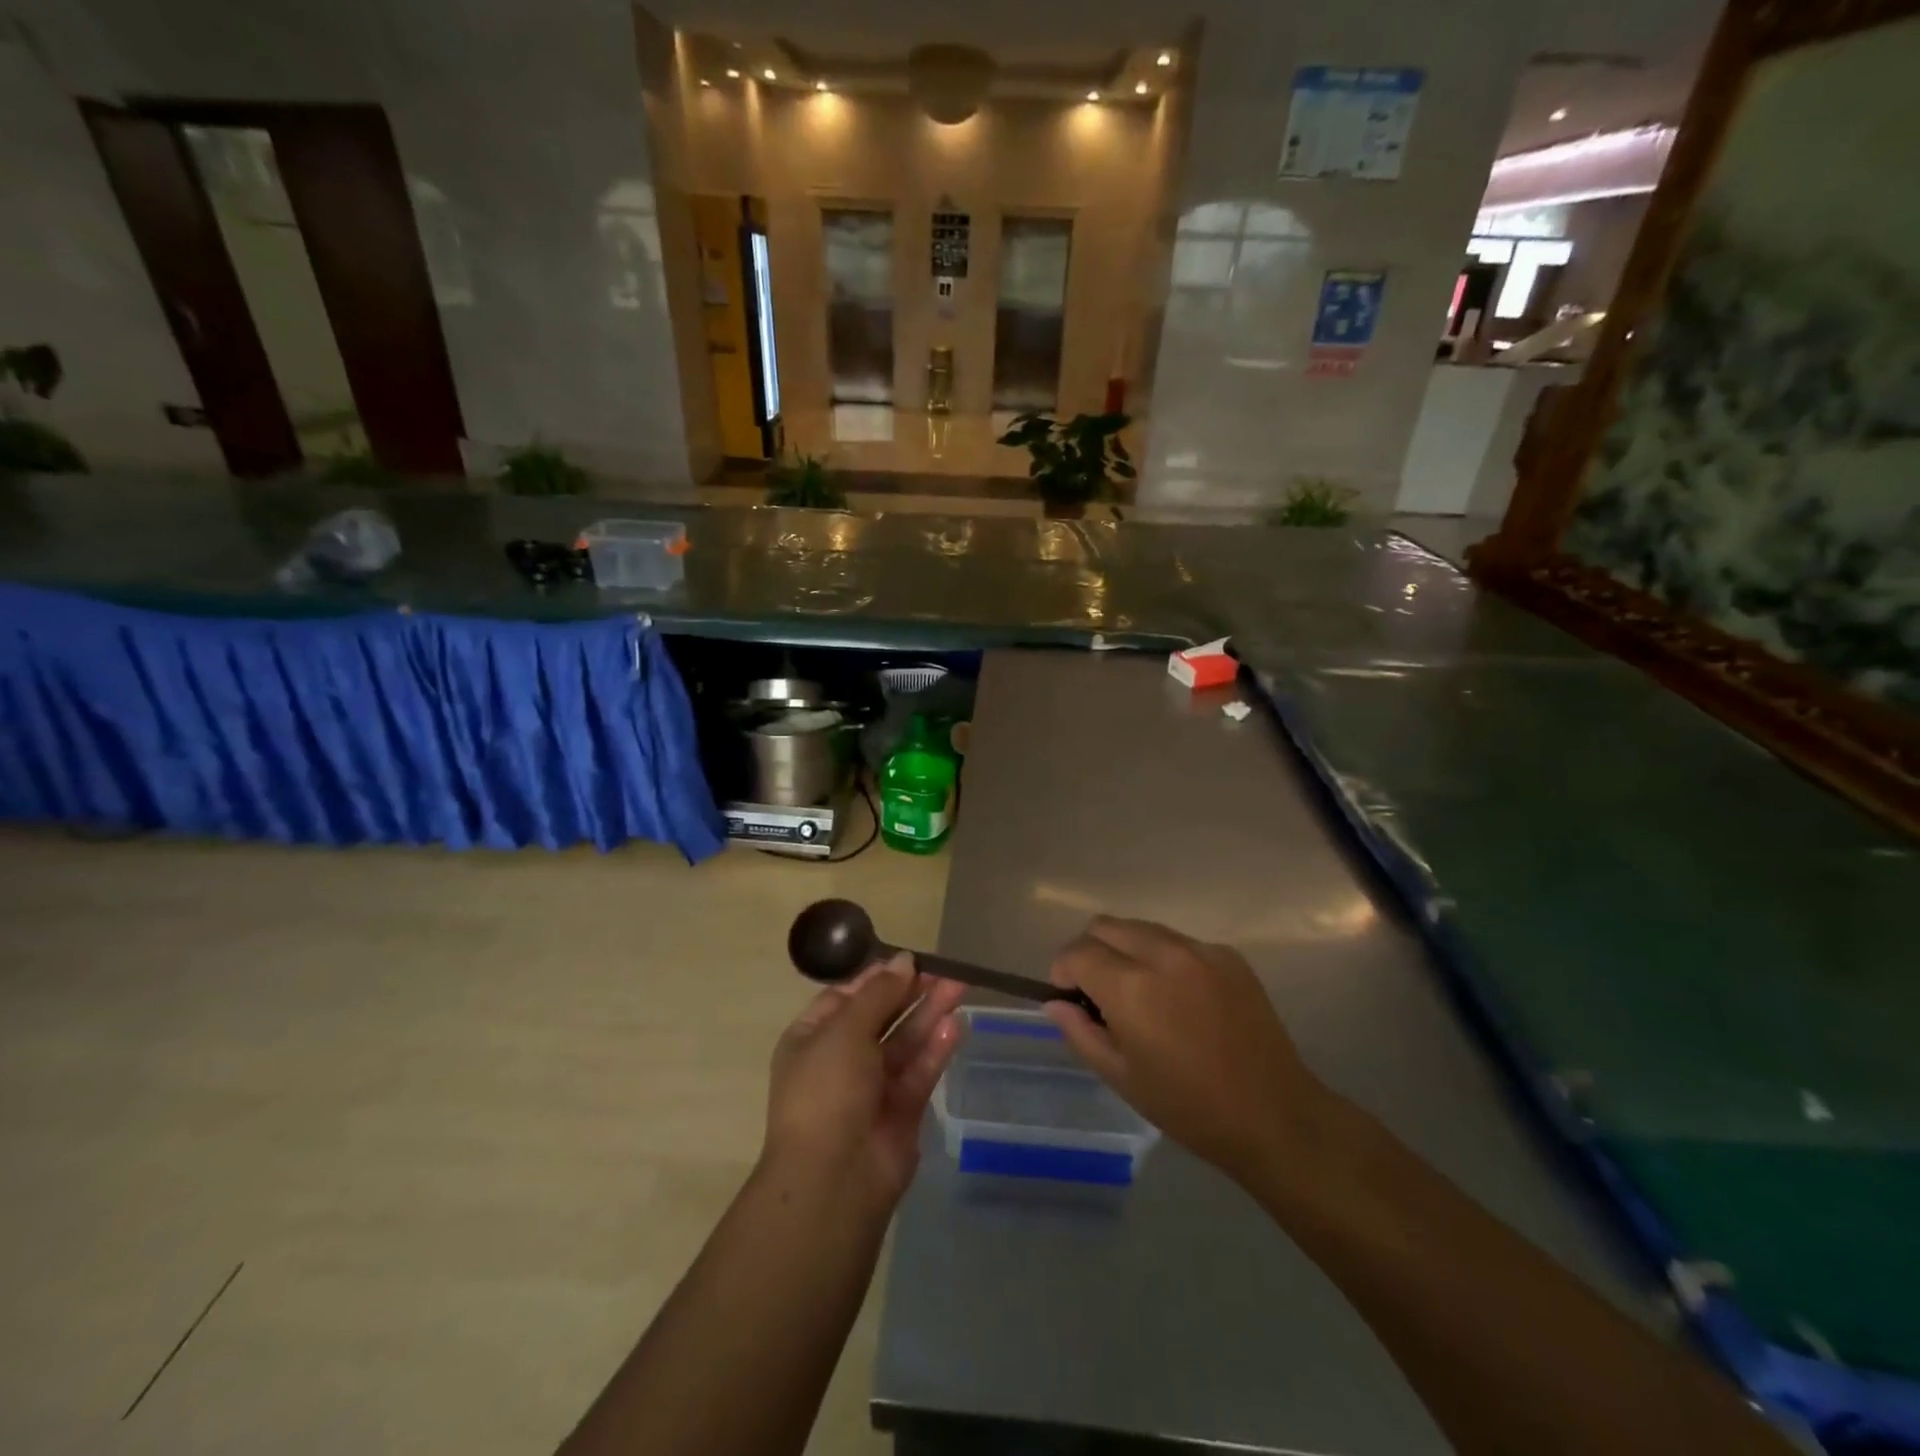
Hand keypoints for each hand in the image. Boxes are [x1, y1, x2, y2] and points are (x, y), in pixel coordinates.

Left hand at [763, 954, 965, 1207]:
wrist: (834, 1178)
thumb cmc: (827, 1090)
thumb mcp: (845, 1030)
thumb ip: (879, 994)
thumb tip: (904, 960)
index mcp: (812, 1038)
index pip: (846, 996)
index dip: (878, 977)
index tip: (909, 960)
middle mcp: (840, 1059)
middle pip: (881, 1016)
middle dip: (911, 993)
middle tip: (945, 971)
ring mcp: (872, 1086)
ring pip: (905, 1041)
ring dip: (930, 1015)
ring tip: (960, 987)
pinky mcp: (901, 1110)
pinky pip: (920, 1071)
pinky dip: (936, 1049)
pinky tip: (956, 1026)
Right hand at [1045, 917, 1325, 1181]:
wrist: (1274, 1115)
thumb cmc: (1188, 1106)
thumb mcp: (1121, 1077)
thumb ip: (1080, 1032)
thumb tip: (1055, 1003)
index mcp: (1131, 988)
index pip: (1077, 952)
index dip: (1063, 970)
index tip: (1067, 994)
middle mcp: (1163, 955)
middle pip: (1105, 926)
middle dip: (1090, 950)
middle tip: (1097, 990)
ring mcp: (1200, 950)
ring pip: (1142, 928)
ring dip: (1126, 949)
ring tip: (1139, 991)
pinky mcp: (1228, 955)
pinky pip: (1178, 941)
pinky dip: (1164, 957)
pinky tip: (1179, 997)